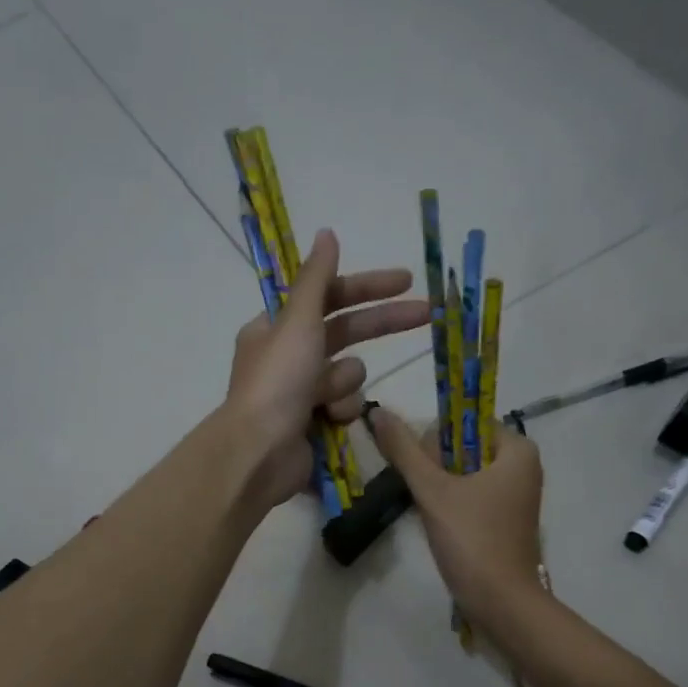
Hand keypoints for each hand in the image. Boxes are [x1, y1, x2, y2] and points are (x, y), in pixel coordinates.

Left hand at [226, 230, 428, 507]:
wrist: (260, 453)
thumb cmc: (277, 382)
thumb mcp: (297, 322)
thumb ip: (316, 279)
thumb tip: (327, 233)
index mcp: (278, 327)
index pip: (329, 297)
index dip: (367, 287)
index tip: (406, 282)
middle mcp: (289, 356)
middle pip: (346, 333)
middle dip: (382, 325)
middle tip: (427, 315)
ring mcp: (302, 393)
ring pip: (349, 374)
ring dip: (345, 384)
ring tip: (326, 399)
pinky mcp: (315, 423)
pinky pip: (345, 407)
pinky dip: (340, 412)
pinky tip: (328, 422)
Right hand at [367, 408, 545, 627]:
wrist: (502, 604)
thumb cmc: (473, 540)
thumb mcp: (433, 491)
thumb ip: (405, 450)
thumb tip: (378, 411)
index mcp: (517, 449)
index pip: (465, 421)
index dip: (435, 441)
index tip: (424, 472)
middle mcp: (523, 466)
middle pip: (464, 447)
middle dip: (436, 468)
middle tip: (428, 497)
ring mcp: (516, 495)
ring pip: (465, 473)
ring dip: (440, 488)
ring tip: (432, 512)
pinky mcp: (506, 519)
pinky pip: (472, 495)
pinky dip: (452, 504)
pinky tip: (442, 525)